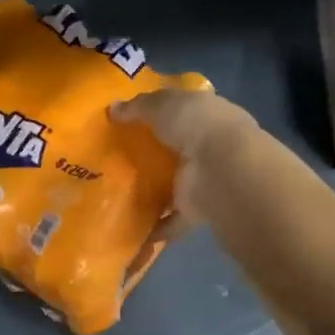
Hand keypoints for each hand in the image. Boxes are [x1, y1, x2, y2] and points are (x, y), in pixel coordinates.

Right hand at [110, 88, 256, 231]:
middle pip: (178, 148)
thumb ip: (138, 106)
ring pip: (176, 184)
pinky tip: (131, 230)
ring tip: (120, 195)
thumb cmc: (195, 124)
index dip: (162, 111)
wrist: (221, 169)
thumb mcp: (161, 104)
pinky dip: (156, 226)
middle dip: (155, 153)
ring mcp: (206, 179)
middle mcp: (210, 145)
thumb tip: (113, 108)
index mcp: (207, 113)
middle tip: (118, 159)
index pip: (184, 109)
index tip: (134, 119)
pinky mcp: (200, 209)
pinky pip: (173, 219)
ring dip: (156, 191)